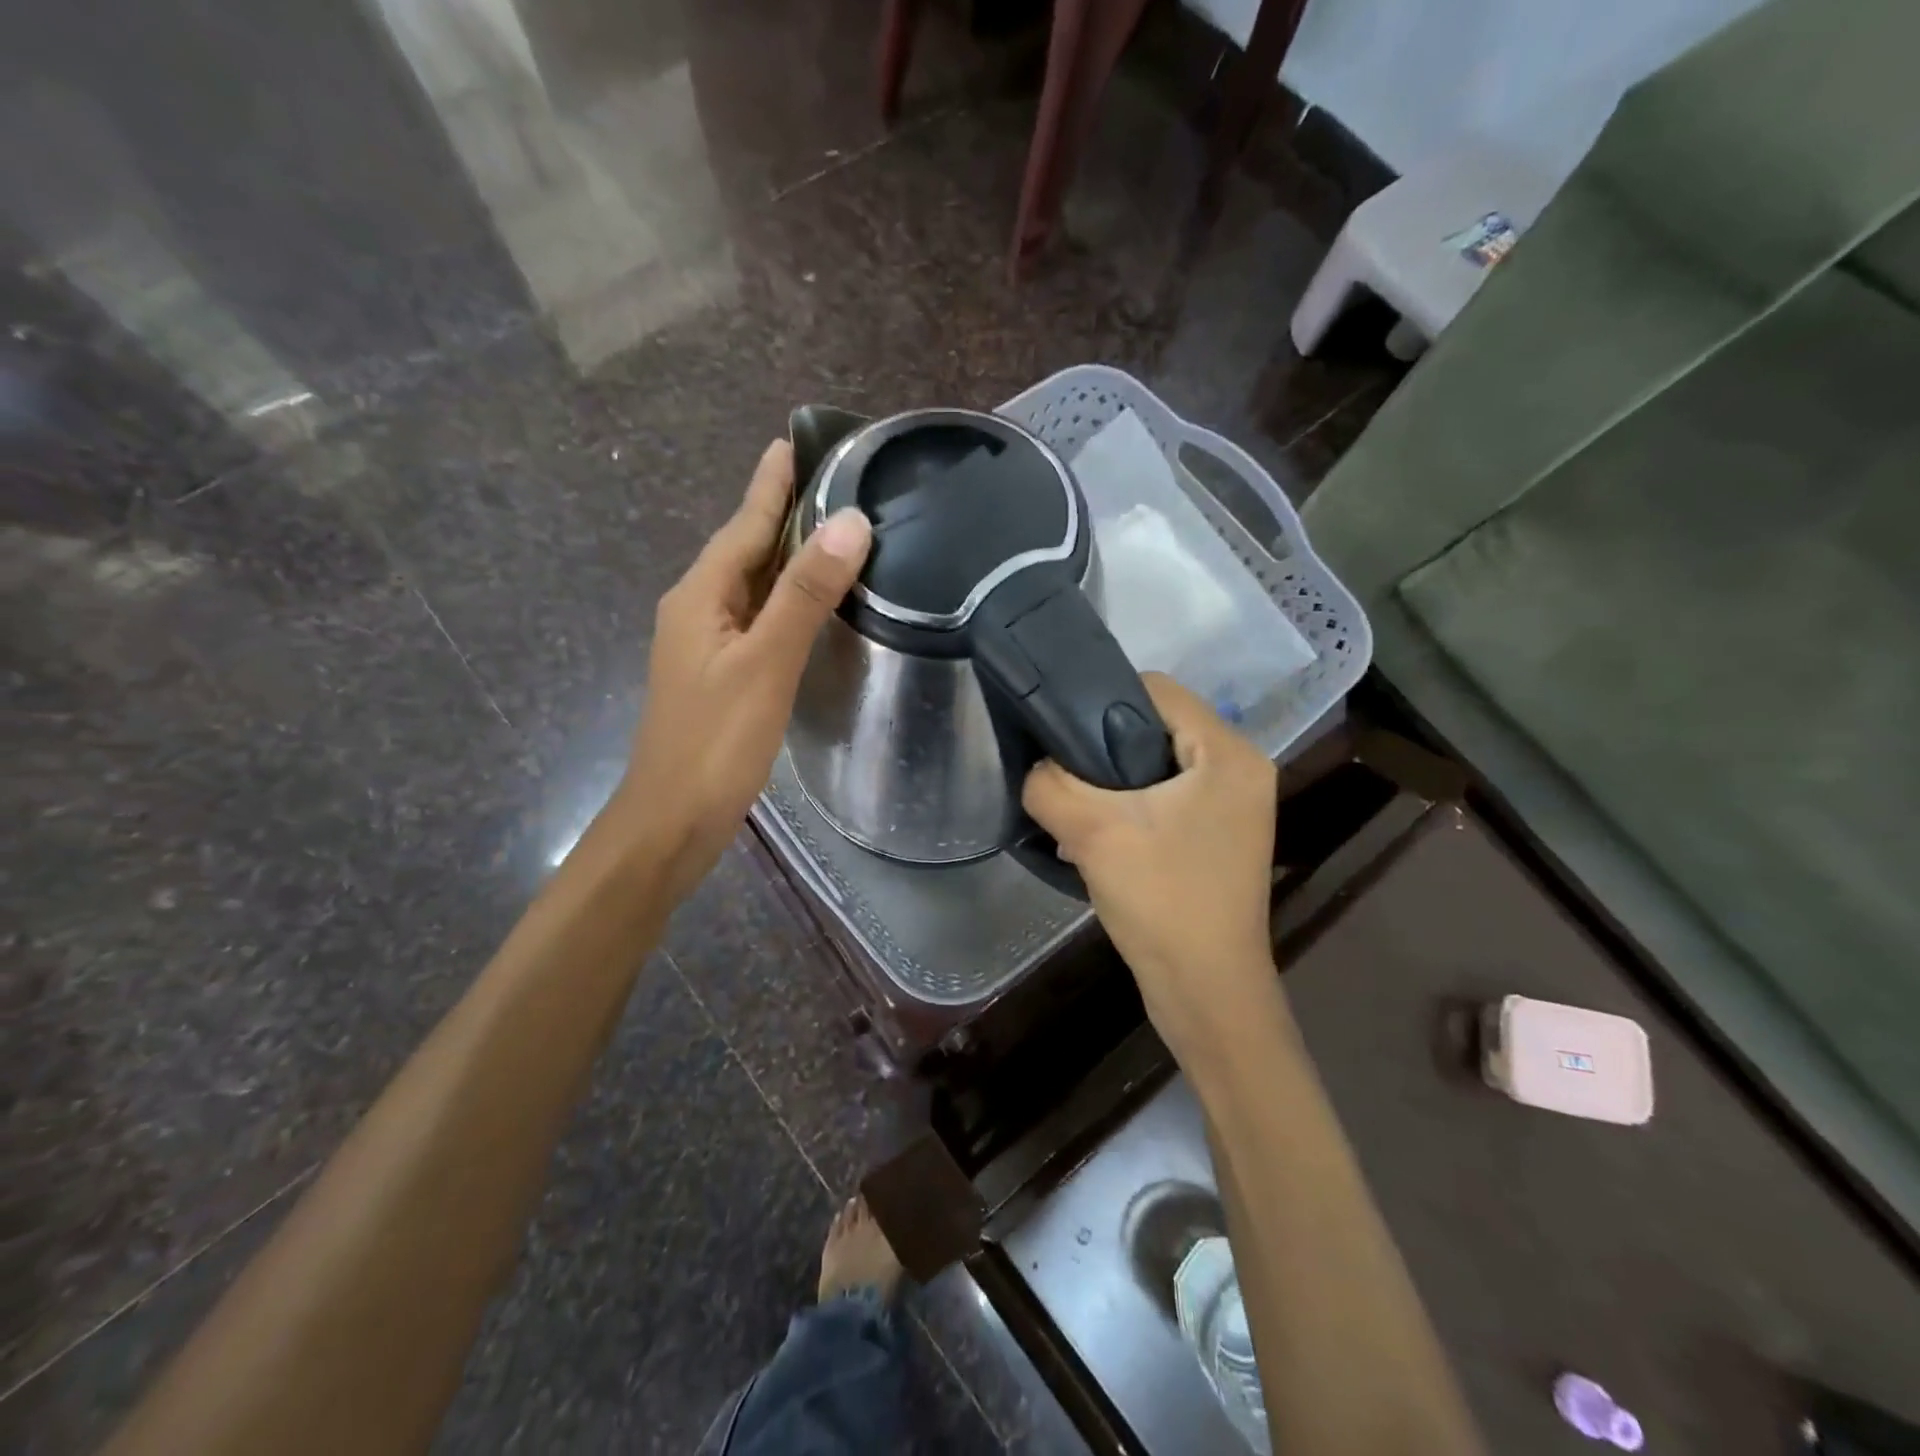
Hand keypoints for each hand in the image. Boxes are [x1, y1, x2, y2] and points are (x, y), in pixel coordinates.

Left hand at [618, 440, 870, 884]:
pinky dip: (785, 602)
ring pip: (751, 587)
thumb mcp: (766, 662)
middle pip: (745, 550)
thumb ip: (805, 595)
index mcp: (701, 596)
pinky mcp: (720, 676)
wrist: (673, 820)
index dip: (769, 484)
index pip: (743, 525)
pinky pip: (756, 620)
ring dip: (785, 557)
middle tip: (829, 481)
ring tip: (829, 531)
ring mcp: (706, 646)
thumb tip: (848, 522)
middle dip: (781, 513)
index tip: (791, 441)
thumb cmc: (716, 740)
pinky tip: (809, 607)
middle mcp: (697, 611)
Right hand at [1022, 674, 1281, 1063]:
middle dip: (1101, 747)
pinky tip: (1094, 838)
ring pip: (1155, 765)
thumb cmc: (1162, 901)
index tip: (1058, 731)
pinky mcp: (1215, 837)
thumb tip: (1037, 768)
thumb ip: (1050, 784)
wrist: (1204, 993)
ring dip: (1110, 783)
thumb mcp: (1092, 832)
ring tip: (1071, 809)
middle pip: (1154, 726)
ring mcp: (1231, 807)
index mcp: (1229, 753)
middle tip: (1061, 775)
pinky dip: (1128, 809)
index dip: (1100, 697)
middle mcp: (1240, 770)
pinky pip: (1164, 799)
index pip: (1156, 689)